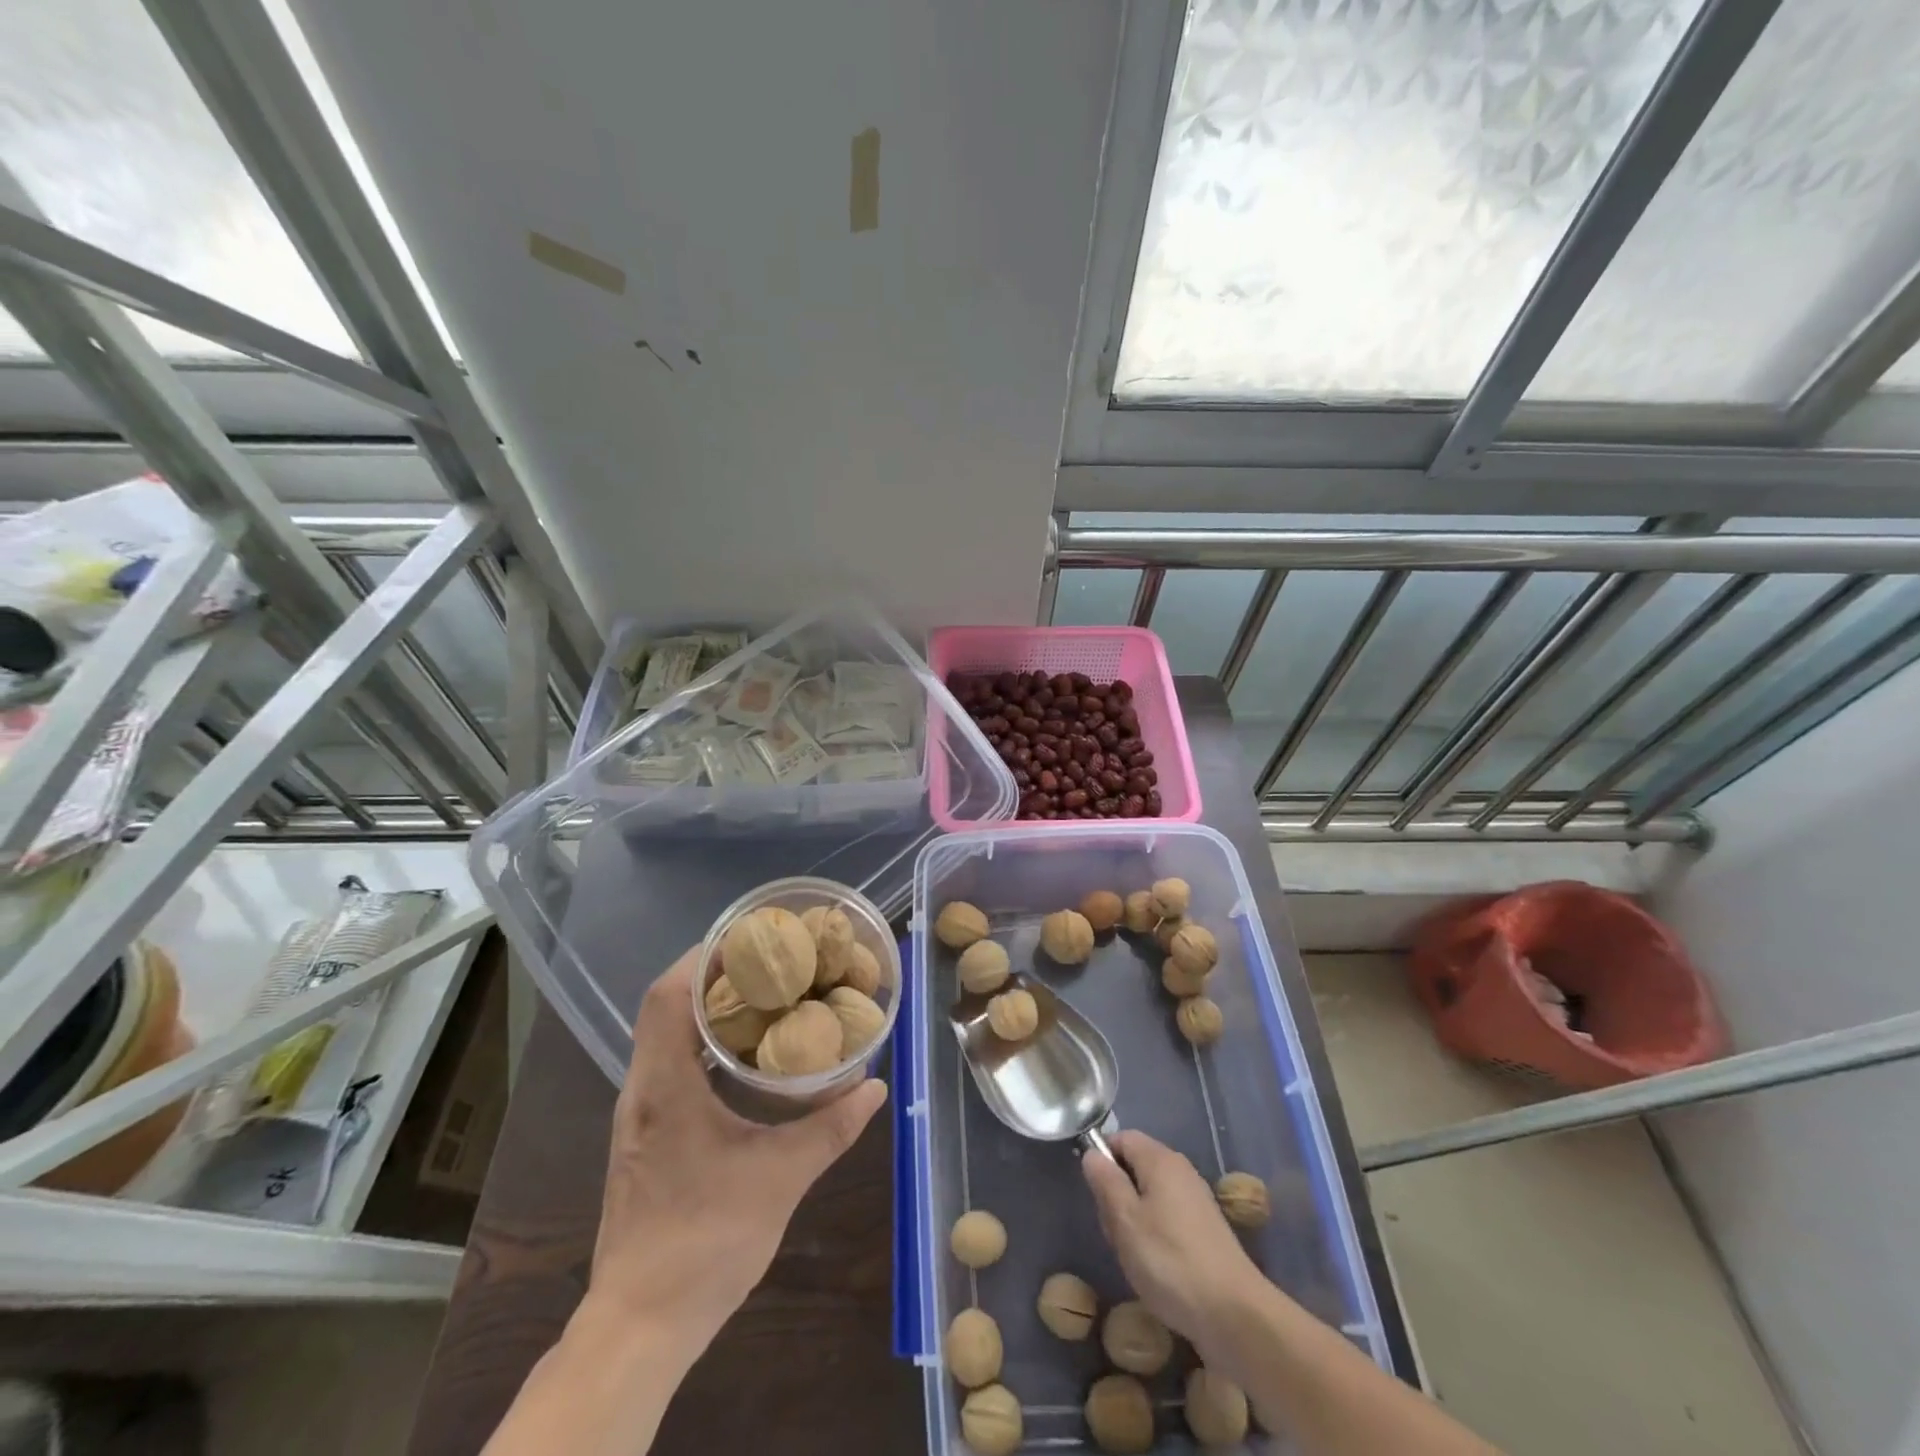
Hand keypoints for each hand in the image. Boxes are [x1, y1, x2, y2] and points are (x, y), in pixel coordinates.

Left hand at [588, 948, 886, 1347]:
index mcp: (663, 1087)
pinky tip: (743, 1055)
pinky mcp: (644, 1136)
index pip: (666, 996)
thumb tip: (874, 1088)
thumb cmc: (705, 1241)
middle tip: (769, 960)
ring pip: (664, 1036)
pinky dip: (702, 1043)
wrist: (640, 1324)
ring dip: (706, 1007)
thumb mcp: (780, 1178)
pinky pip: (669, 1065)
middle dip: (712, 974)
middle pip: (665, 1007)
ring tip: (763, 994)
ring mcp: (638, 1114)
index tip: (748, 938)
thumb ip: (829, 1128)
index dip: (702, 957)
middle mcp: (641, 1090)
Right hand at [1081, 1130, 1262, 1347]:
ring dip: (1134, 1219)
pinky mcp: (1206, 1230)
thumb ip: (1106, 1182)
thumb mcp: (1125, 1220)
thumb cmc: (1170, 1262)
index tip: (1096, 1194)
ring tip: (1133, 1255)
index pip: (1121, 1137)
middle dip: (1118, 1194)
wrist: (1235, 1315)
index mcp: (1160, 1160)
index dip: (1103, 1158)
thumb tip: (1093, 1154)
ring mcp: (1197, 1200)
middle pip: (1136, 1166)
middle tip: (1114, 1231)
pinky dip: (1155, 1235)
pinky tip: (1155, 1268)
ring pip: (1150, 1195)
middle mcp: (1181, 1171)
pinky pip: (1168, 1217)